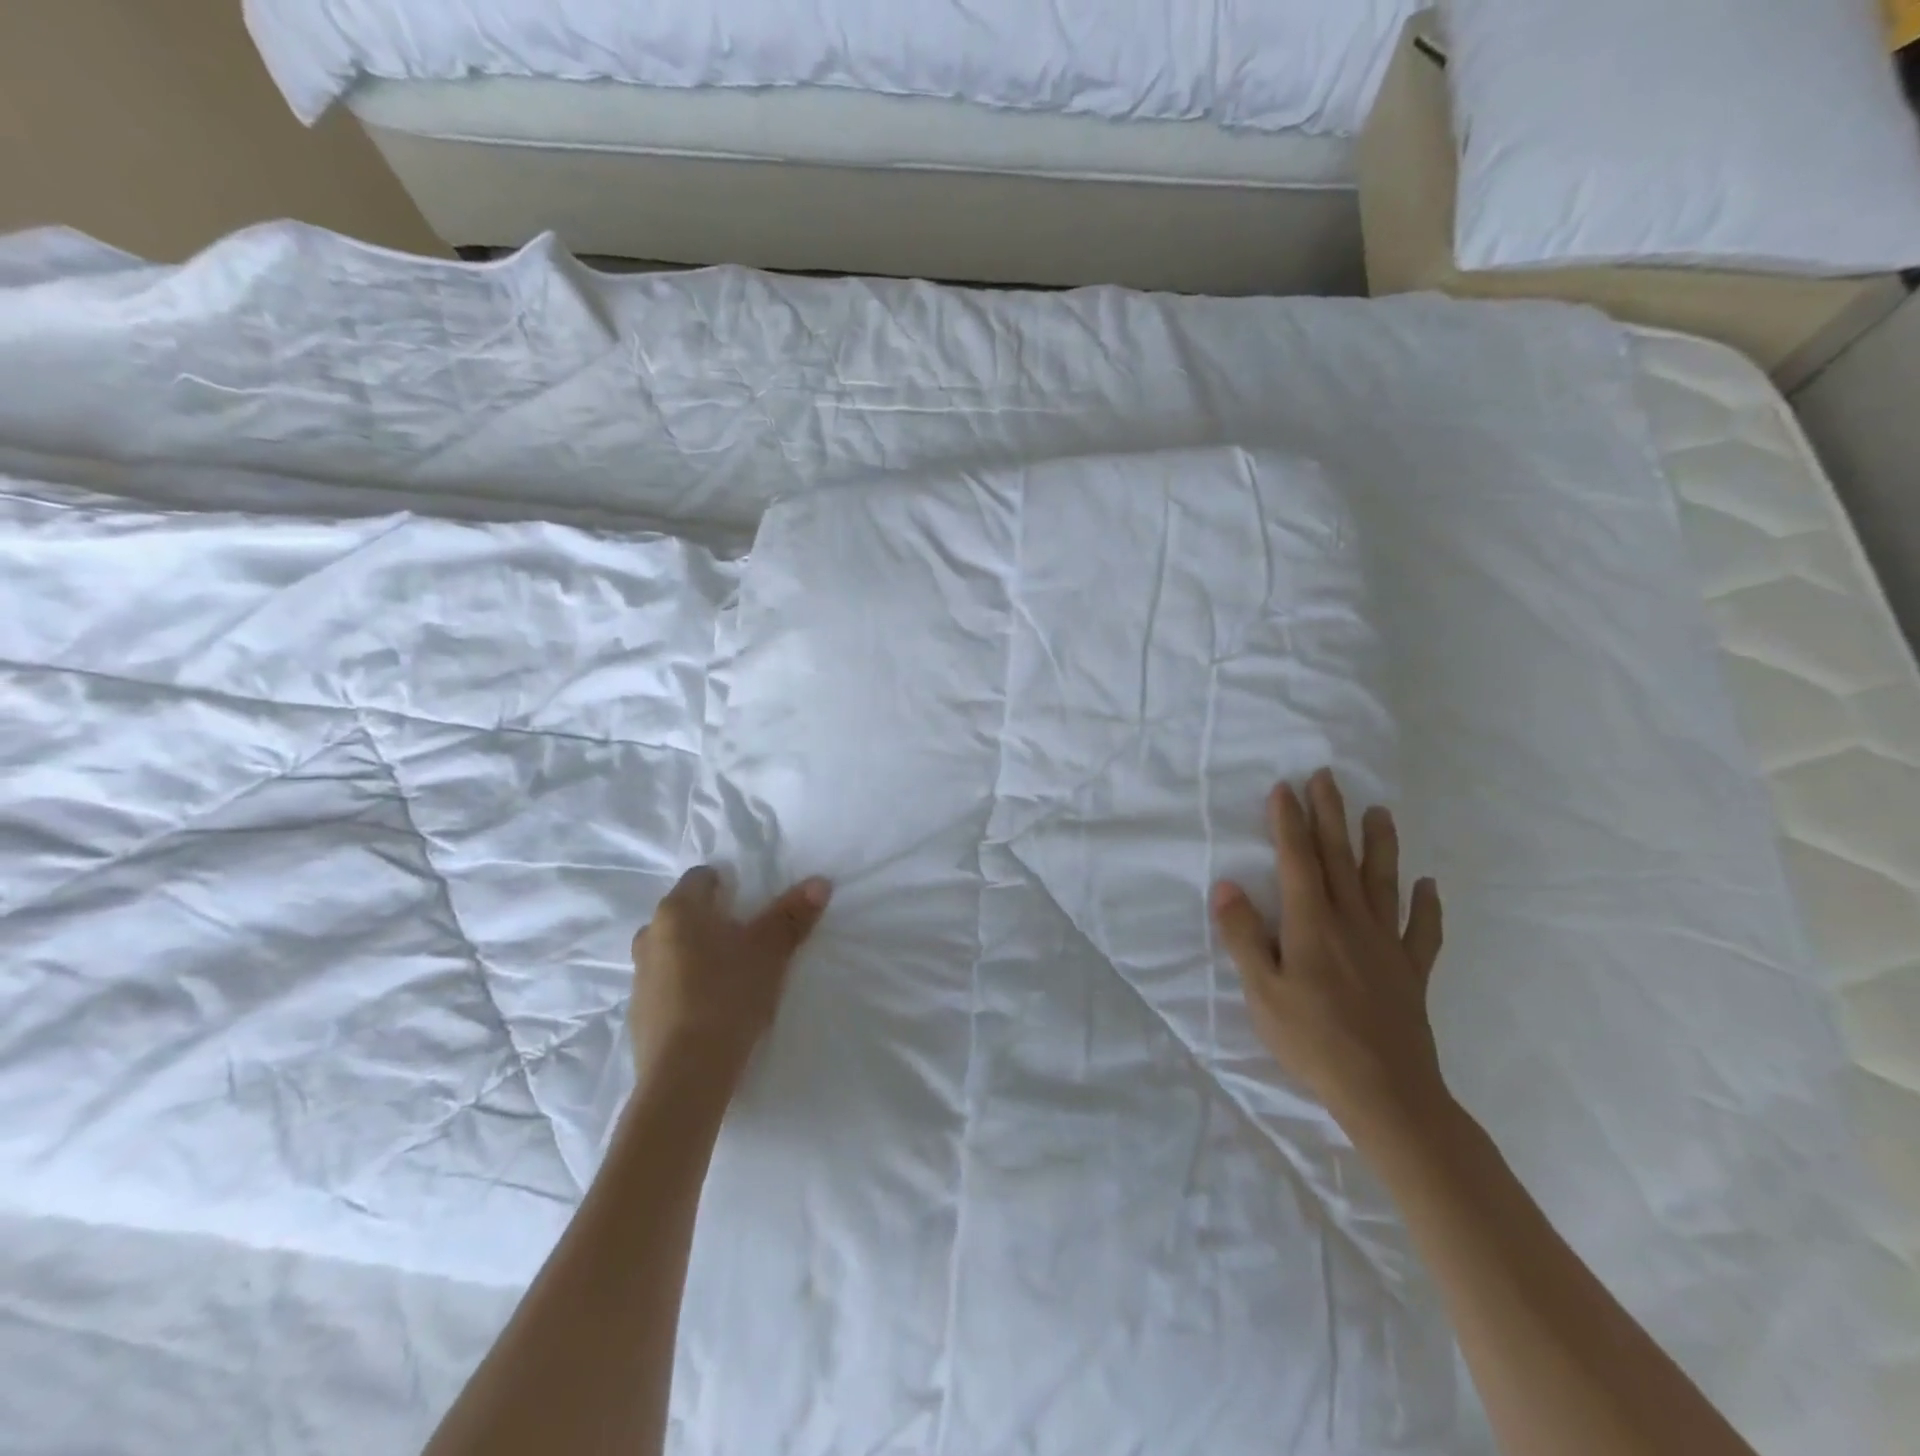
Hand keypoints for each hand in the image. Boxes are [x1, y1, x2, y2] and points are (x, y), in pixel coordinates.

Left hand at [629, 867, 831, 1089]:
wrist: (686, 1075)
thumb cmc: (728, 995)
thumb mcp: (770, 952)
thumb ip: (792, 915)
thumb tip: (819, 882)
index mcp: (677, 911)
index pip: (701, 878)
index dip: (729, 884)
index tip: (754, 904)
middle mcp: (650, 936)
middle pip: (686, 914)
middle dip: (715, 921)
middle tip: (749, 938)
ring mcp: (639, 977)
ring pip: (674, 950)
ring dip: (699, 954)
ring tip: (733, 975)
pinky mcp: (639, 1014)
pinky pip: (667, 984)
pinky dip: (687, 986)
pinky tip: (713, 1007)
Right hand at [1211, 768, 1446, 1142]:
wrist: (1387, 1093)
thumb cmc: (1313, 1041)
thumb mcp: (1262, 992)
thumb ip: (1244, 936)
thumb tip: (1227, 886)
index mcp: (1312, 924)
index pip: (1298, 861)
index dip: (1289, 822)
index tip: (1285, 788)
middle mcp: (1352, 923)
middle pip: (1340, 858)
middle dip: (1330, 815)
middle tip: (1326, 777)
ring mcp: (1387, 945)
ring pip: (1383, 882)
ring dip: (1380, 844)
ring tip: (1380, 811)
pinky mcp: (1412, 972)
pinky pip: (1422, 931)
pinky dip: (1427, 906)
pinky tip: (1429, 886)